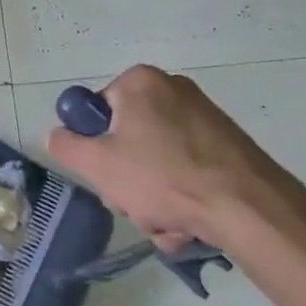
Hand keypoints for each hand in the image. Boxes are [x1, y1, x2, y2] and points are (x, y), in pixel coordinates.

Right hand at [46, 64, 305, 252]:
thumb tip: (57, 135)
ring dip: (153, 197)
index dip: (94, 146)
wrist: (248, 207)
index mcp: (140, 82)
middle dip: (127, 179)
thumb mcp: (97, 164)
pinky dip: (182, 196)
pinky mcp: (228, 144)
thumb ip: (67, 146)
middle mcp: (173, 89)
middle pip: (127, 139)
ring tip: (166, 221)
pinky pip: (187, 170)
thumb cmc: (162, 176)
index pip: (96, 111)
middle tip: (134, 202)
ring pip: (157, 161)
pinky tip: (189, 222)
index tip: (105, 172)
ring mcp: (205, 116)